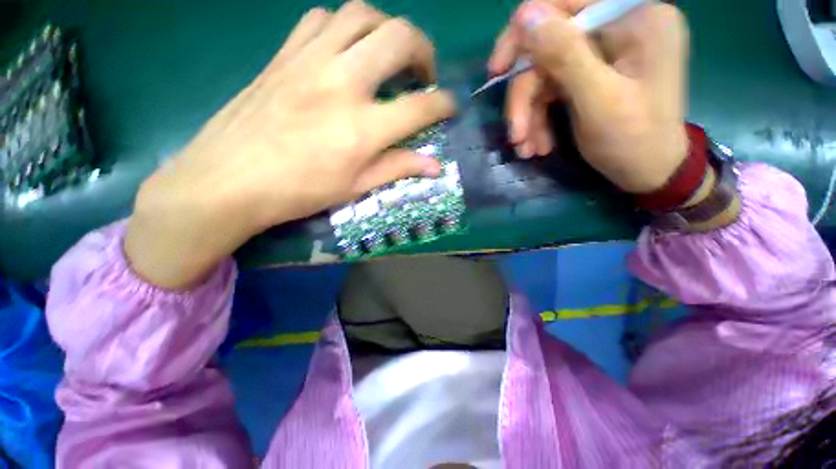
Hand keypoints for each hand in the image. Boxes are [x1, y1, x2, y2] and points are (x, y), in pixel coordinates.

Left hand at [125, 1, 455, 288]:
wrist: (227, 181)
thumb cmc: (298, 192)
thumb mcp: (355, 188)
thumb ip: (397, 169)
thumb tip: (434, 166)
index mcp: (362, 128)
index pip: (420, 107)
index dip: (443, 105)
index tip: (450, 107)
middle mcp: (341, 83)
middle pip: (398, 37)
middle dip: (424, 50)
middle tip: (423, 74)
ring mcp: (309, 61)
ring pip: (360, 14)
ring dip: (385, 30)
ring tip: (387, 56)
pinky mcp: (283, 55)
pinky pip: (320, 20)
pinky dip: (343, 28)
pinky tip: (344, 52)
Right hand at [489, 0, 689, 193]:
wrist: (649, 172)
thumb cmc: (634, 140)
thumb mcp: (598, 99)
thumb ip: (565, 55)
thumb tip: (524, 15)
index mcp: (633, 17)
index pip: (563, 4)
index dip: (523, 34)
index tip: (497, 71)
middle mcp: (617, 26)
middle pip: (549, 48)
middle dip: (525, 96)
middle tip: (515, 134)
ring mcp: (603, 53)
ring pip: (545, 74)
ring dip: (529, 115)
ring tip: (526, 148)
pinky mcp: (591, 76)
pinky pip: (552, 90)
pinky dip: (540, 119)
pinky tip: (538, 144)